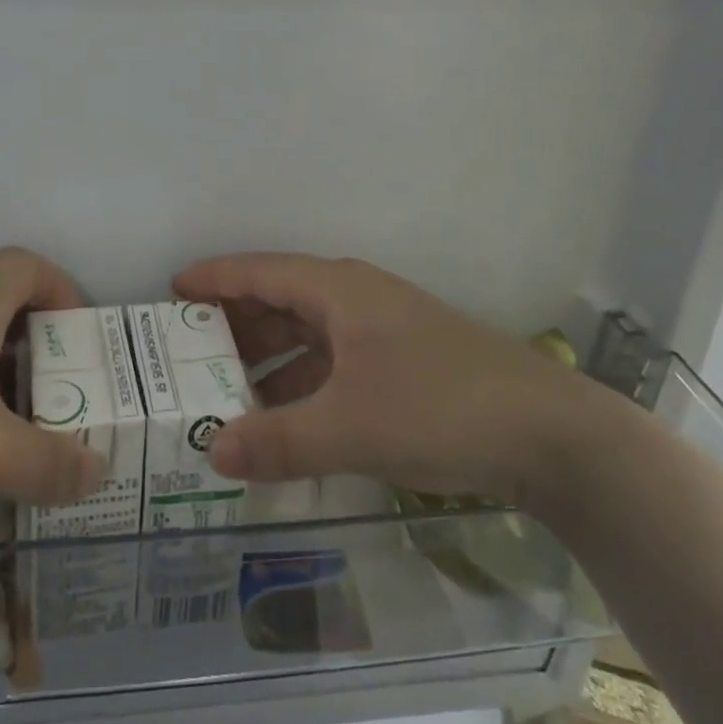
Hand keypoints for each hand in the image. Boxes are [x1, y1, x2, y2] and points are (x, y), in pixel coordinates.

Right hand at [175, 253, 607, 508]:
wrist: (552, 433)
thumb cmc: (440, 407)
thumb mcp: (351, 428)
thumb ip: (278, 441)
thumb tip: (211, 451)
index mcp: (337, 289)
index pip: (258, 272)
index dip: (213, 279)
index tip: (171, 290)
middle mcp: (355, 297)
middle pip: (279, 299)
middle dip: (233, 325)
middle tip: (188, 354)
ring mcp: (382, 328)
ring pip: (306, 332)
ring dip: (268, 358)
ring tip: (227, 391)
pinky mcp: (401, 361)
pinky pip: (332, 360)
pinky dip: (301, 381)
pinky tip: (286, 417)